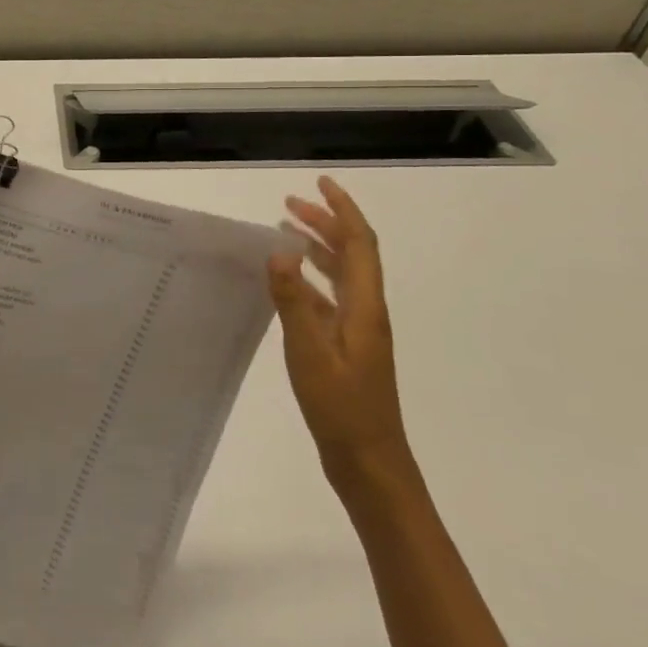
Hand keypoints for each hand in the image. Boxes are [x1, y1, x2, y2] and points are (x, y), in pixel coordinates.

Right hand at [267, 176, 415, 495]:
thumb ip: (294, 301)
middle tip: (289, 203)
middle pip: (352, 254)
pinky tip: (287, 283)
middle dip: (325, 223)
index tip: (320, 183)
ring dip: (317, 248)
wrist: (369, 463)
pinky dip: (309, 279)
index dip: (343, 211)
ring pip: (341, 275)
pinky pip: (329, 298)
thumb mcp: (310, 353)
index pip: (360, 244)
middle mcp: (366, 311)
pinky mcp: (346, 348)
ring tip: (286, 230)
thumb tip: (278, 250)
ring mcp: (358, 331)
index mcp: (365, 307)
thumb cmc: (342, 409)